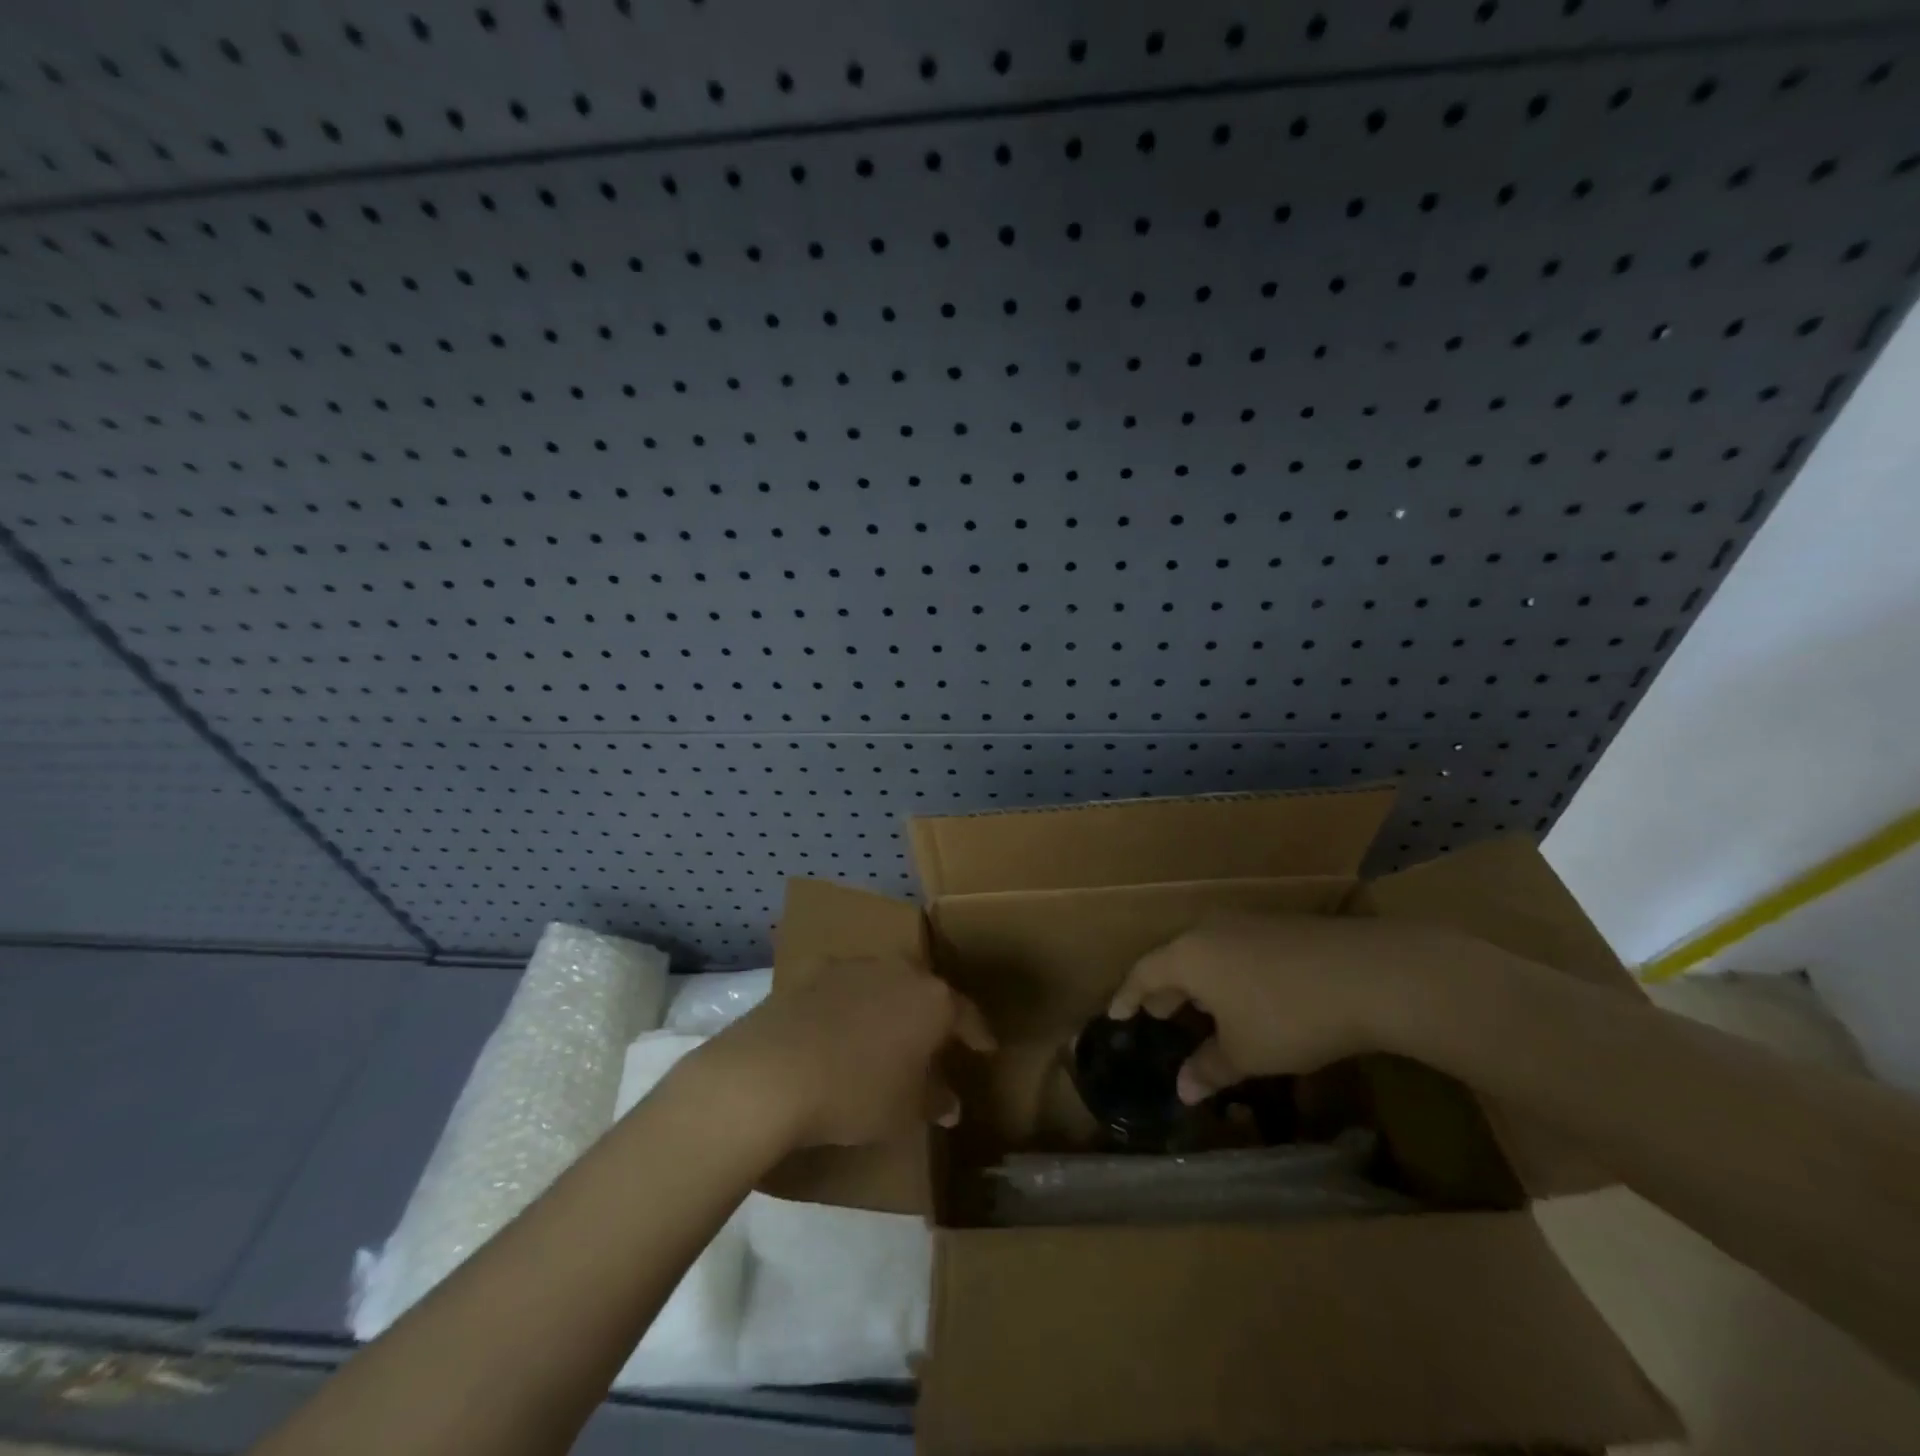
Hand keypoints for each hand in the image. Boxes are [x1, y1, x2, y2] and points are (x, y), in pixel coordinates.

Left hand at [698, 959, 995, 1148]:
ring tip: (885, 1034)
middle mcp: (900, 971)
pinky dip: (848, 1002)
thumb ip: (933, 1101)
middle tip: (934, 1042)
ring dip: (889, 1005)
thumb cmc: (856, 1093)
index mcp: (932, 1001)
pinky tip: (837, 1024)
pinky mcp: (813, 971)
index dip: (978, 1034)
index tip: (986, 1048)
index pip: (967, 1014)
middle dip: (932, 1015)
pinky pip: (844, 985)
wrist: (773, 1072)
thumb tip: (950, 1104)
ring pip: (885, 982)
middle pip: (925, 992)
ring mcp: (856, 966)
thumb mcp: (904, 1111)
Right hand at [1109, 915, 1456, 1102]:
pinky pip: (1236, 950)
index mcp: (1189, 956)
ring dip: (1199, 981)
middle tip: (1159, 1014)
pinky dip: (1228, 974)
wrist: (1369, 974)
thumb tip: (1183, 1089)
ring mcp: (1248, 923)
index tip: (1116, 1015)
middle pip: (1174, 958)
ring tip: (1203, 1009)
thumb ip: (1209, 1068)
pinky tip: (1248, 997)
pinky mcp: (1281, 927)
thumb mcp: (1246, 1052)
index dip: (1128, 996)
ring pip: (1208, 953)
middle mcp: (1210, 931)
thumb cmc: (1288, 1016)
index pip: (1144, 973)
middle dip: (1165, 989)